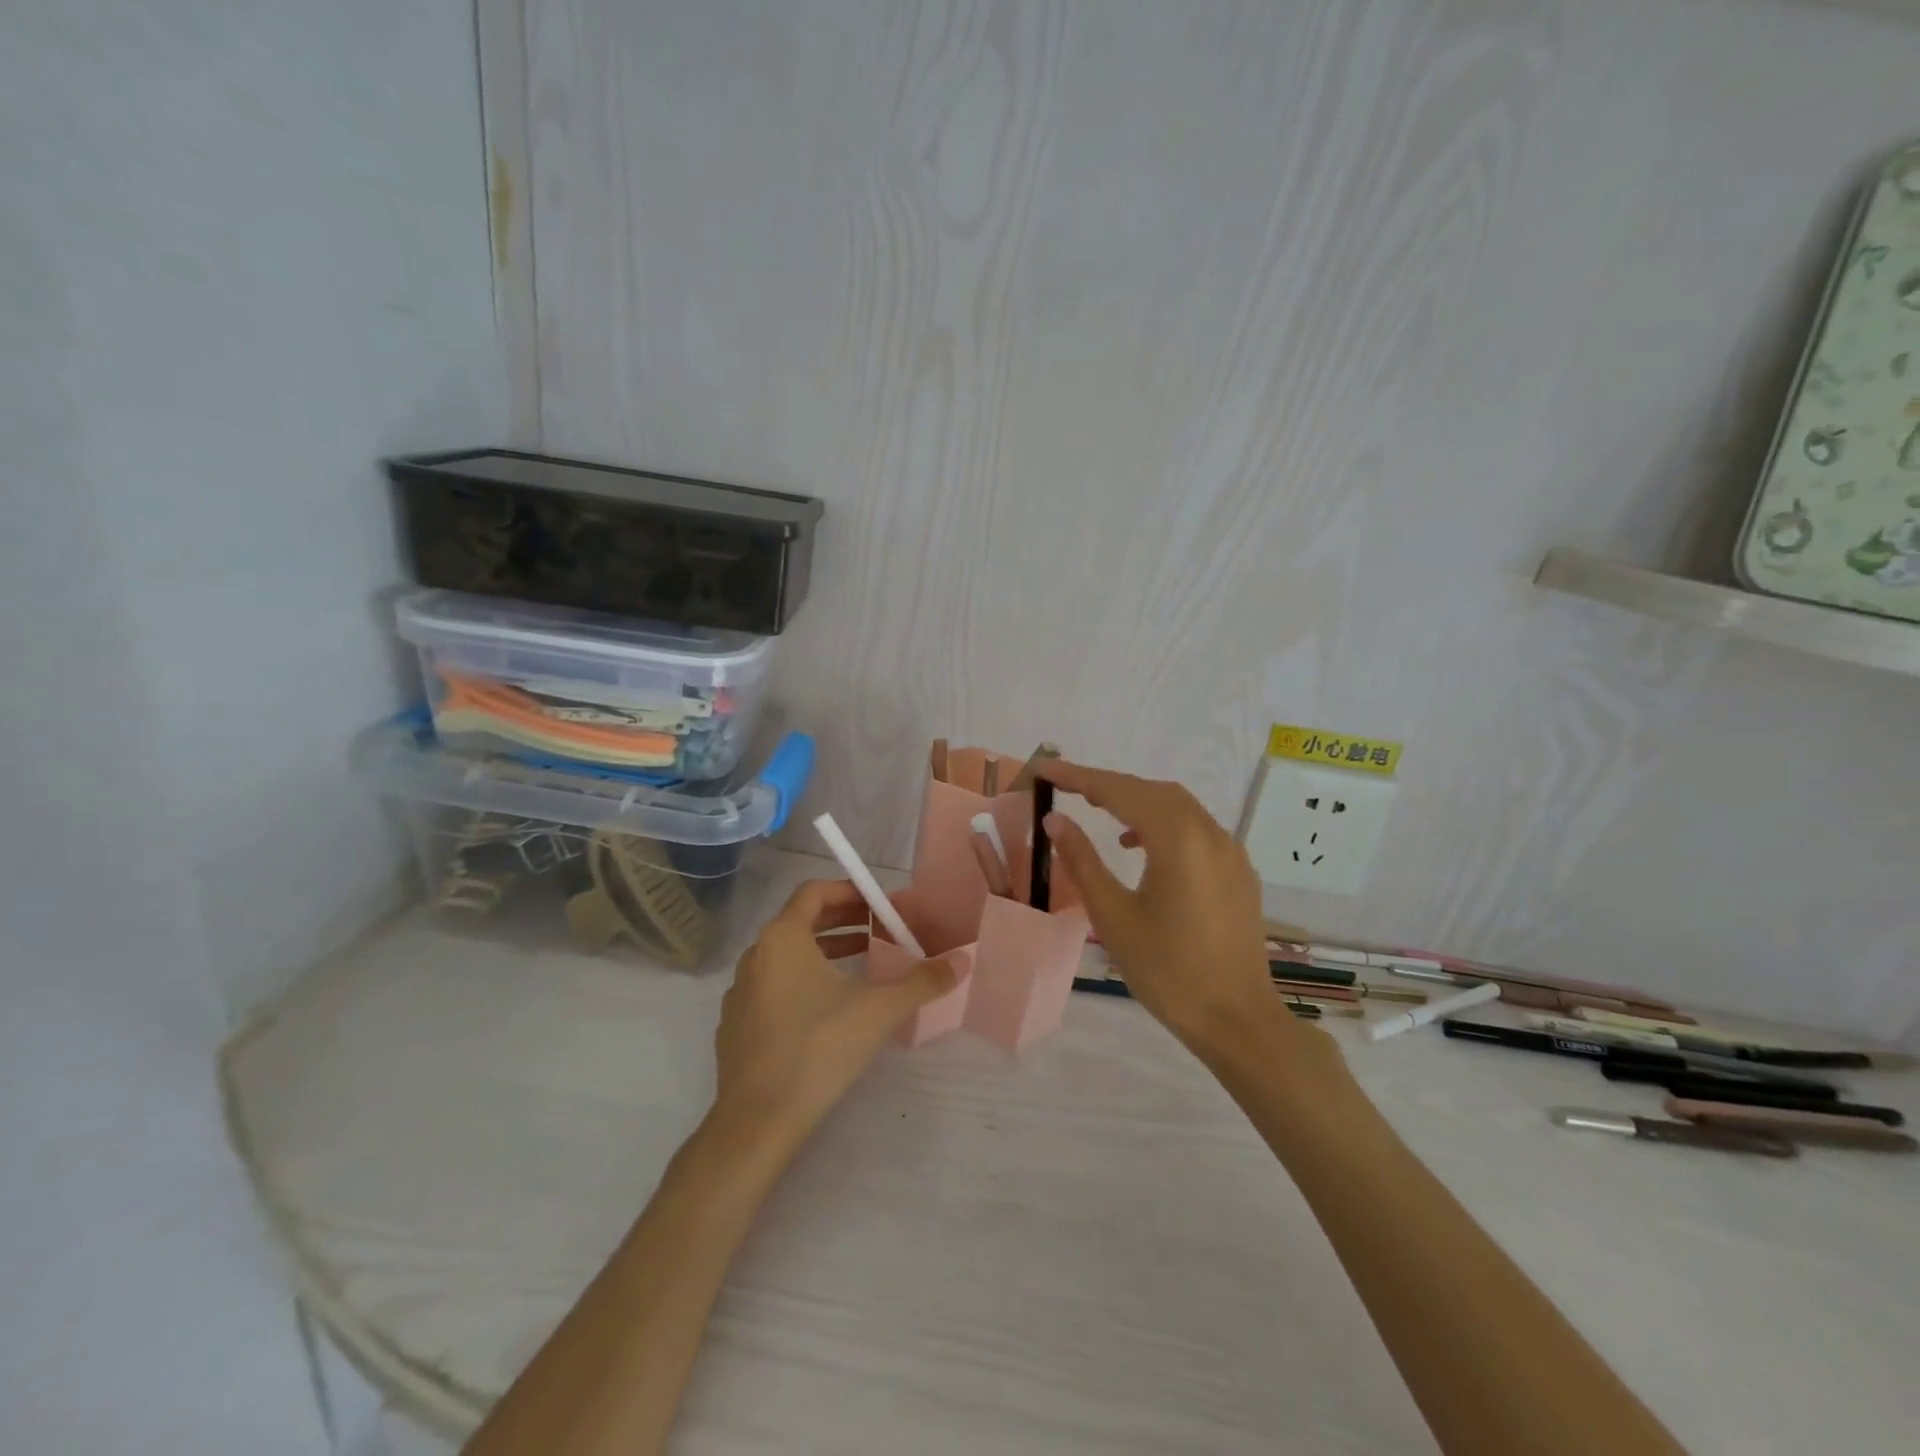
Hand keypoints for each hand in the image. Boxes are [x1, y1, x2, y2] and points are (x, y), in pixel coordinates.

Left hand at [714, 880, 962, 1139]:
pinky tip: (831, 1006)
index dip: (849, 891)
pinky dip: (805, 980)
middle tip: (880, 928)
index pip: (814, 892)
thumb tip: (963, 961)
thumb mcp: (879, 1010)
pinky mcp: (737, 1024)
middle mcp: (756, 955)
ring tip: (864, 961)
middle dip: (844, 920)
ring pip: (788, 955)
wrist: (757, 1120)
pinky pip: (775, 985)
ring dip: (827, 950)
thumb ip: (923, 981)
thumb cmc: (818, 1048)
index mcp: (782, 938)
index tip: (880, 903)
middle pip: (802, 921)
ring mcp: (742, 991)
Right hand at [1040, 761, 1289, 1049]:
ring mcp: (1230, 851)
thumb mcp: (1113, 916)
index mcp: (1178, 839)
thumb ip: (1082, 861)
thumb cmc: (1167, 970)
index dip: (1078, 776)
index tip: (1044, 768)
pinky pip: (1196, 827)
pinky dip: (1163, 822)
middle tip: (1066, 787)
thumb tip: (1055, 820)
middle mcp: (1210, 833)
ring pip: (1177, 806)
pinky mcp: (1238, 871)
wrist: (1237, 1020)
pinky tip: (1142, 847)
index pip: (1120, 791)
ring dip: (1136, 801)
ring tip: (1099, 810)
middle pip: (1152, 791)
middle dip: (1107, 784)